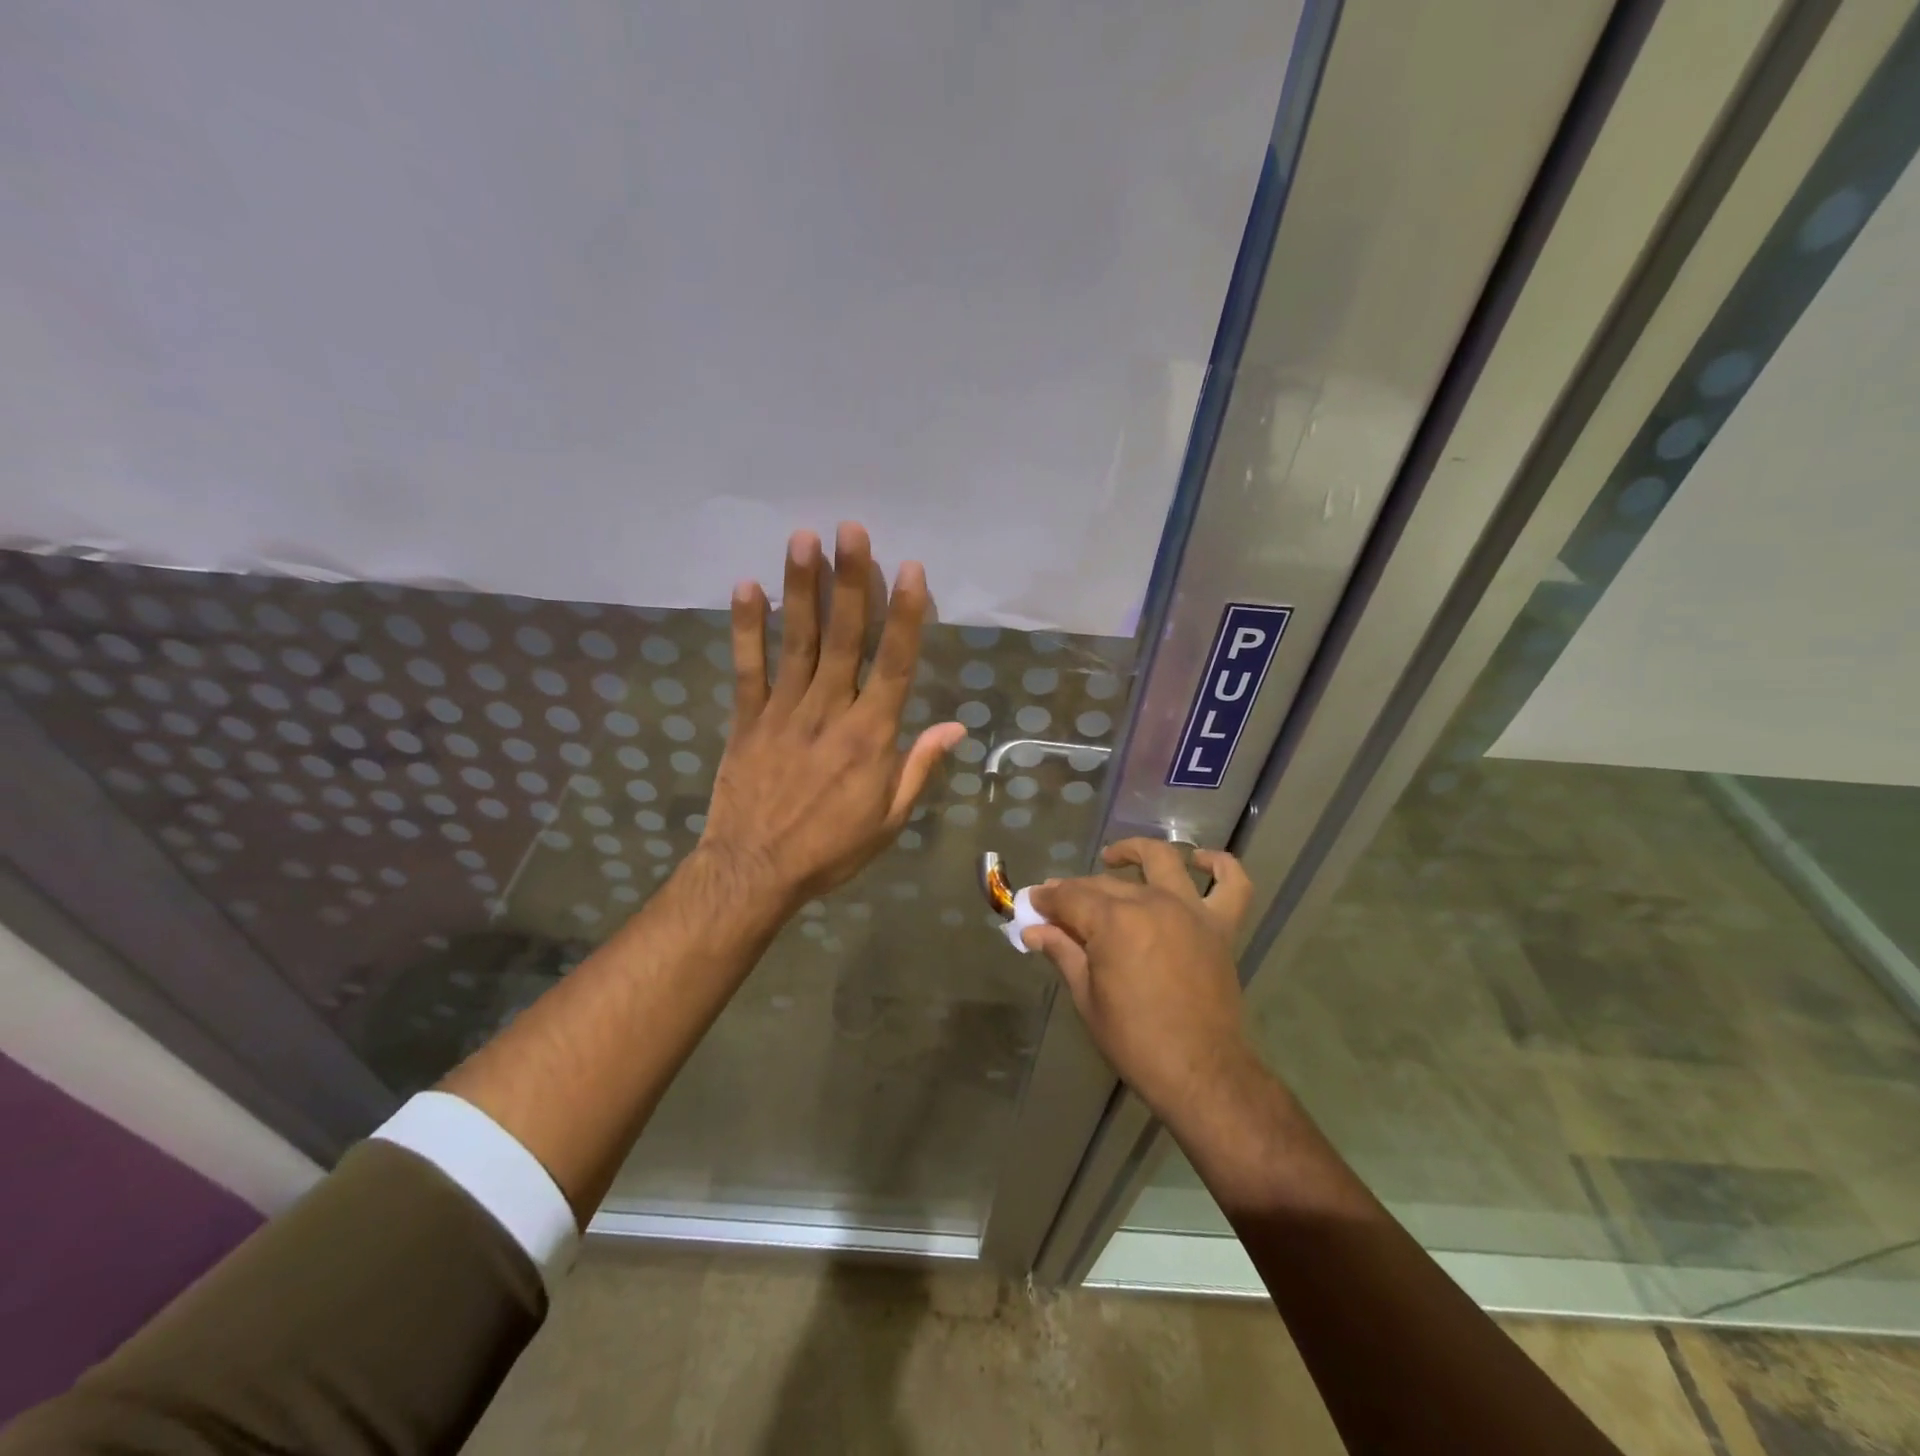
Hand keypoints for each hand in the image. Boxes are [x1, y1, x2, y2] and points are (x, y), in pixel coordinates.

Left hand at [699, 523, 965, 910]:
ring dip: (802, 588)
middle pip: (844, 637)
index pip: (894, 664)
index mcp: (872, 736)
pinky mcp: (747, 720)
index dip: (904, 614)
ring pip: (797, 641)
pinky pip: (747, 668)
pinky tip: (746, 587)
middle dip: (851, 580)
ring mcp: (784, 712)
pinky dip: (746, 628)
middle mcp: (831, 712)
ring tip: (804, 539)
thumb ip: (919, 766)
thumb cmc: (831, 849)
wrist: (756, 872)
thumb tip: (956, 726)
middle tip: (851, 528)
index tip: (910, 569)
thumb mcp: (890, 819)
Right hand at [1028, 839, 1257, 1124]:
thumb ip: (1062, 953)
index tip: (1032, 904)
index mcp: (1113, 922)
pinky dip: (1220, 865)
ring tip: (1115, 858)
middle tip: (1059, 906)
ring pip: (1162, 861)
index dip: (1047, 899)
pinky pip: (1232, 884)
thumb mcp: (1087, 998)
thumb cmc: (1135, 1040)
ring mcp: (1190, 911)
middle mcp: (1152, 903)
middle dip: (1075, 890)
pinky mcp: (1221, 927)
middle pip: (1106, 883)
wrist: (1200, 1071)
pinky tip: (1201, 860)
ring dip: (1135, 852)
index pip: (1070, 897)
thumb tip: (1033, 930)